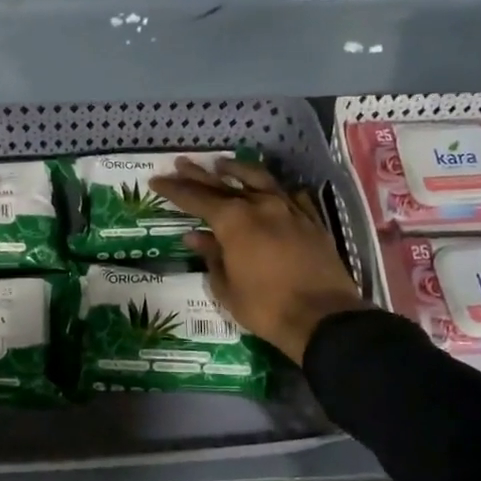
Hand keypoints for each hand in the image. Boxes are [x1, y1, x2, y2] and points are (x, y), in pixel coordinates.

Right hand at [150, 157, 368, 364]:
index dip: (174, 189)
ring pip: (260, 180)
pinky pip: (290, 196)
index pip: (196, 198)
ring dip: (238, 170)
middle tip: (181, 163)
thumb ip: (211, 257)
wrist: (323, 317)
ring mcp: (289, 209)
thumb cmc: (265, 307)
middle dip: (199, 174)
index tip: (156, 181)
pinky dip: (275, 190)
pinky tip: (271, 191)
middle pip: (223, 184)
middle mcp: (260, 205)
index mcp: (234, 221)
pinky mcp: (312, 220)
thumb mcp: (227, 287)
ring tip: (223, 164)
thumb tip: (195, 237)